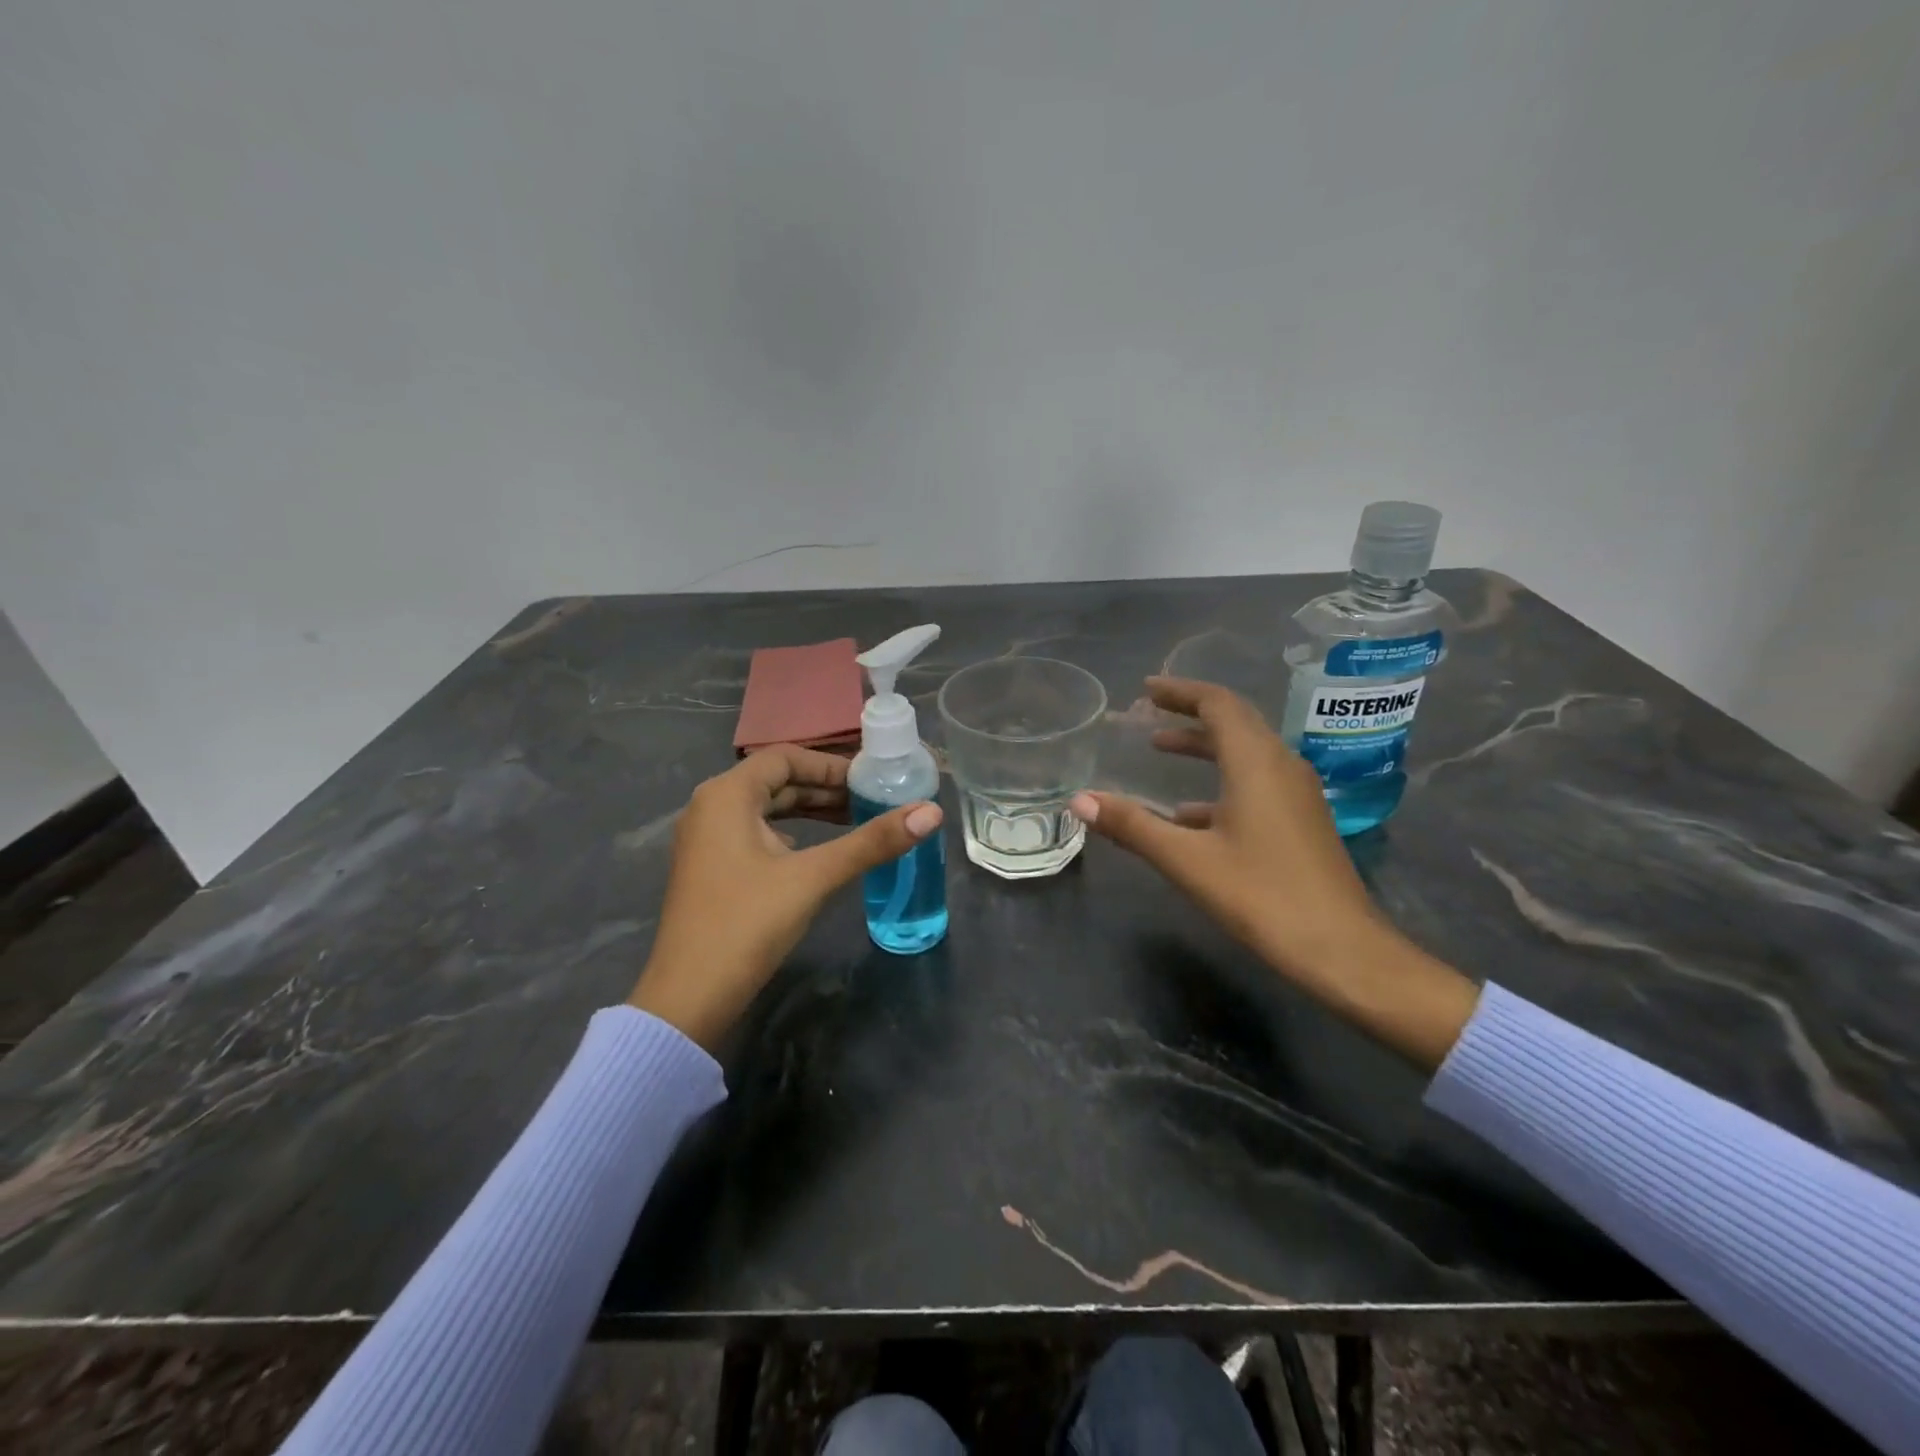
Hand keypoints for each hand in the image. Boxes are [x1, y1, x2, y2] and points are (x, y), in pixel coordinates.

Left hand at [629, 745, 941, 1049]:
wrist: (688, 998)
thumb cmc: (748, 924)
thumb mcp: (814, 877)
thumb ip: (872, 842)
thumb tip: (931, 812)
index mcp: (726, 795)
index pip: (785, 757)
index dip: (830, 765)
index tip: (869, 781)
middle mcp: (709, 807)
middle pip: (775, 781)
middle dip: (823, 790)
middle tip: (870, 802)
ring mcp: (705, 840)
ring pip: (765, 809)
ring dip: (808, 812)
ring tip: (854, 822)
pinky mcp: (709, 868)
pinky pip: (754, 834)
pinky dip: (789, 834)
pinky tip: (815, 854)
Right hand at [1068, 677, 1476, 1068]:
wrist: (1342, 950)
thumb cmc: (1262, 896)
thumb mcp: (1187, 860)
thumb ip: (1133, 826)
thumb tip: (1079, 800)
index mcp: (1257, 763)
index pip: (1218, 704)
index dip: (1180, 691)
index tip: (1146, 689)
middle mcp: (1282, 766)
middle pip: (1235, 721)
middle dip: (1190, 712)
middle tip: (1149, 709)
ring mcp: (1297, 794)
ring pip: (1246, 753)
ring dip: (1204, 746)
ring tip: (1161, 749)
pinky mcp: (1301, 821)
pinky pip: (1256, 783)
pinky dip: (1219, 782)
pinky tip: (1190, 814)